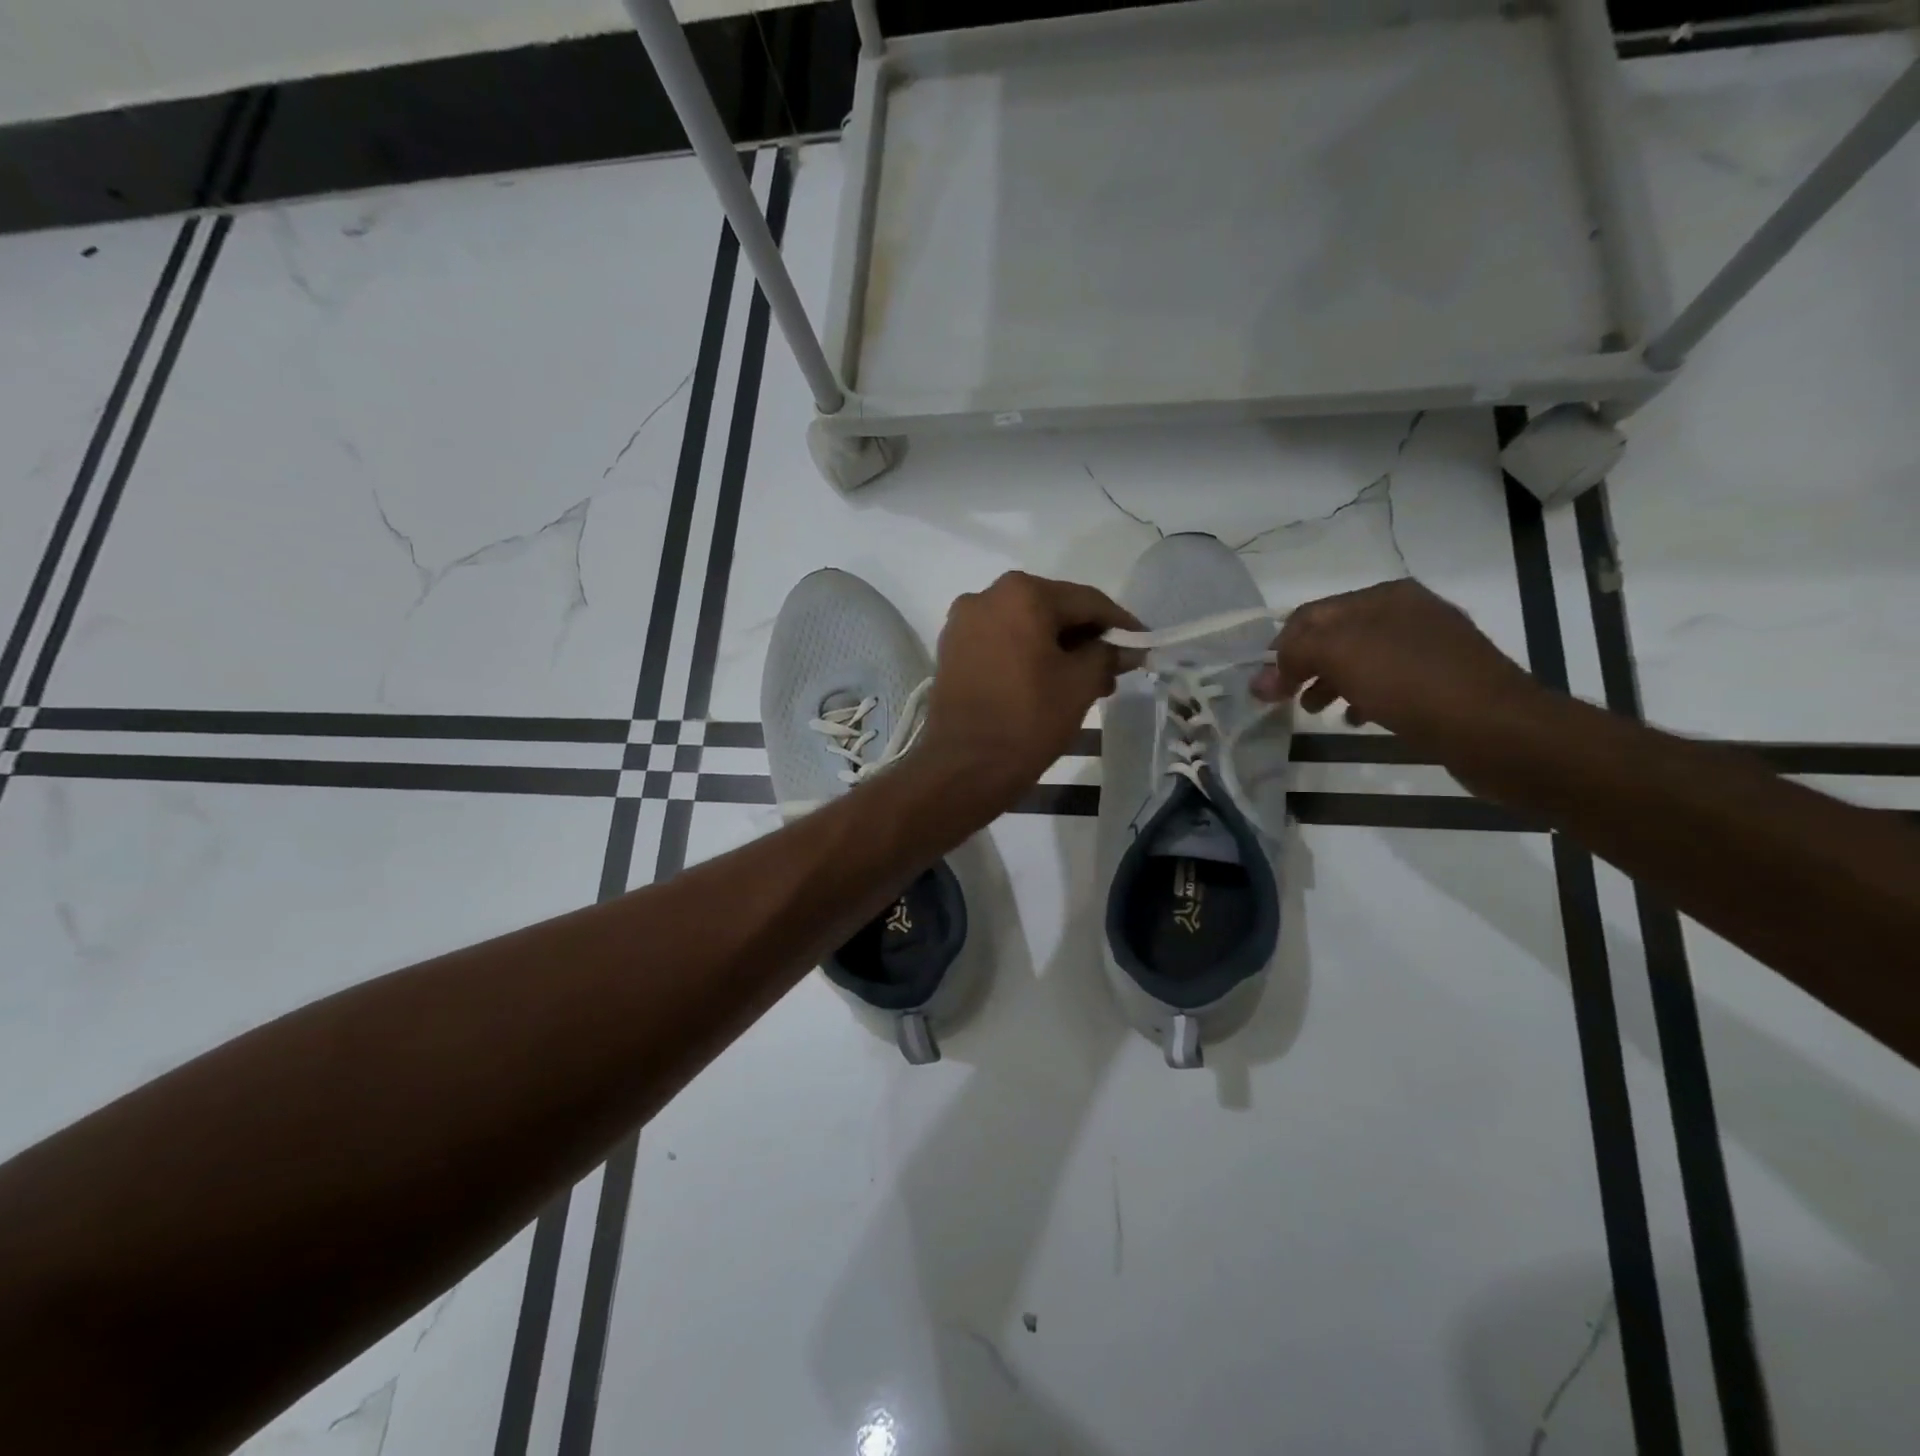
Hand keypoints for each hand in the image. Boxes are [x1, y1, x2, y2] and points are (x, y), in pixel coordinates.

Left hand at [920, 571, 1139, 809]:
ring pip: (1026, 627)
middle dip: (1087, 638)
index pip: (1086, 601)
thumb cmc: (1028, 719)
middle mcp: (986, 595)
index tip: (1145, 644)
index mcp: (1021, 593)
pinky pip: (1002, 642)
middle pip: (1053, 610)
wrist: (963, 767)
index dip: (1120, 624)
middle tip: (1115, 669)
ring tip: (1087, 682)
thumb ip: (1108, 655)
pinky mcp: (952, 649)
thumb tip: (1128, 648)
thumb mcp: (1080, 684)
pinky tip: (1049, 681)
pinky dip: (1028, 655)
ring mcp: (963, 623)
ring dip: (1058, 649)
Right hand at [1252, 580, 1541, 749]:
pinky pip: (1388, 684)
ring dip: (1329, 683)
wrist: (1497, 729)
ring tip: (1314, 712)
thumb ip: (1293, 657)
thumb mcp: (1341, 656)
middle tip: (1282, 700)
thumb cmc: (1412, 683)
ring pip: (1360, 661)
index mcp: (1384, 596)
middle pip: (1335, 636)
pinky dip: (1362, 698)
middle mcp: (1408, 613)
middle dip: (1303, 666)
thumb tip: (1259, 678)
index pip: (1311, 614)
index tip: (1264, 684)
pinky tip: (1356, 720)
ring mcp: (1430, 648)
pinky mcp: (1444, 682)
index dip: (1280, 647)